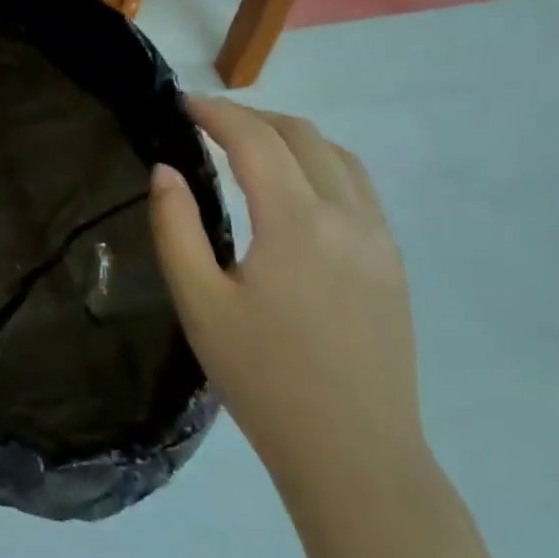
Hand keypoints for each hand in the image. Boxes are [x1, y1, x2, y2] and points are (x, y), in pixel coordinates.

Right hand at [149, 97, 427, 510]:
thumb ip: (176, 228)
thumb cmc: (263, 377)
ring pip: (339, 156)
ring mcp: (379, 239)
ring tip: (249, 146)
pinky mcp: (392, 263)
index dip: (215, 112)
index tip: (181, 103)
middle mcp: (347, 216)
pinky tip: (294, 190)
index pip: (254, 139)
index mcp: (296, 222)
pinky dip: (321, 165)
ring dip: (290, 136)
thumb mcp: (199, 303)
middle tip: (206, 124)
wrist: (354, 453)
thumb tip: (166, 170)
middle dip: (251, 117)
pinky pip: (359, 188)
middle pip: (302, 135)